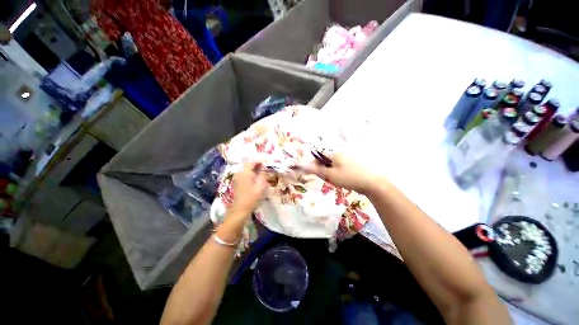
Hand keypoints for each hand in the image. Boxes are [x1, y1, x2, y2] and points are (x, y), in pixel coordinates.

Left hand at [229, 162, 267, 216]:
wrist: (240, 209)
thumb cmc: (252, 198)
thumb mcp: (261, 186)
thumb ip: (262, 176)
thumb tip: (263, 170)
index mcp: (245, 173)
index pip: (251, 161)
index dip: (259, 160)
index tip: (266, 161)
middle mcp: (239, 173)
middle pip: (247, 163)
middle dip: (256, 162)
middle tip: (264, 164)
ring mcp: (237, 177)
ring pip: (245, 168)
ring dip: (253, 167)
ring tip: (261, 169)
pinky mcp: (237, 182)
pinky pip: (244, 172)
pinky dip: (250, 171)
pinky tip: (256, 175)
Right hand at [299, 152, 378, 193]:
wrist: (372, 183)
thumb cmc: (348, 177)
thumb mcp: (330, 175)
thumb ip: (315, 170)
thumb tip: (302, 166)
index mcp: (334, 154)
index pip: (319, 157)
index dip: (314, 165)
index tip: (314, 174)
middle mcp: (340, 155)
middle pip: (325, 161)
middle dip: (323, 170)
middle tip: (326, 179)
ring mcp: (347, 160)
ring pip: (332, 166)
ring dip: (330, 173)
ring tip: (334, 181)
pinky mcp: (352, 166)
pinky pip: (340, 169)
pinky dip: (337, 174)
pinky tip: (342, 181)